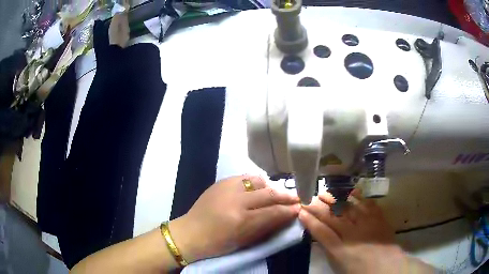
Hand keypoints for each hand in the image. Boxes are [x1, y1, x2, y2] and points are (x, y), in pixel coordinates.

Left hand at [170, 175, 299, 262]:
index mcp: (241, 221)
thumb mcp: (245, 241)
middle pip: (268, 194)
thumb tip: (286, 216)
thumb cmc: (218, 243)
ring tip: (277, 193)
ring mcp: (227, 188)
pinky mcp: (221, 182)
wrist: (190, 233)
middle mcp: (236, 200)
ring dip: (271, 187)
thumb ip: (267, 227)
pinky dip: (256, 183)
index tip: (300, 208)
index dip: (289, 210)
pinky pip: (245, 178)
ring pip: (258, 181)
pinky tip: (259, 188)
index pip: (274, 212)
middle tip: (296, 198)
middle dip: (286, 196)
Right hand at [299, 190, 435, 273]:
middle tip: (308, 198)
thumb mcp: (340, 265)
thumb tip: (322, 236)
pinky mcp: (379, 219)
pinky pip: (368, 204)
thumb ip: (330, 250)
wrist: (388, 267)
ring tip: (324, 193)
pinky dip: (359, 197)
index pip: (321, 232)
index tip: (301, 211)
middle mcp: (352, 235)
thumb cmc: (361, 271)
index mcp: (340, 250)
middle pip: (332, 217)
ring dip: (335, 199)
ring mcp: (367, 224)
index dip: (310, 221)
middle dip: (318, 207)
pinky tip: (352, 191)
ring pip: (348, 208)